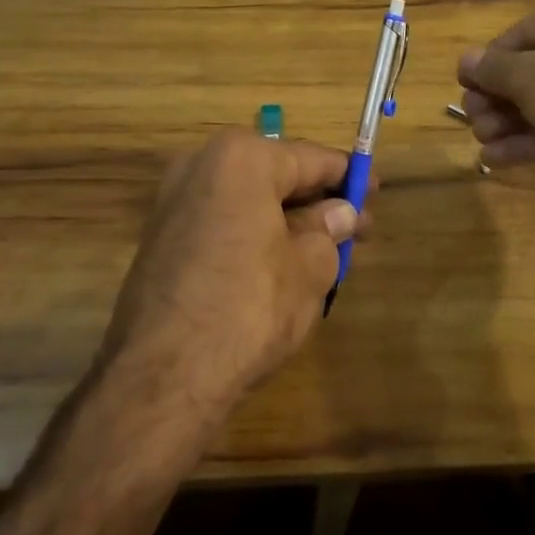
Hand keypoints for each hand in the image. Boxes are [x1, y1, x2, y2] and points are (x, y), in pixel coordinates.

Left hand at [103, 130, 365, 412]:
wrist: (162, 376)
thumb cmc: (249, 306)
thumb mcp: (309, 267)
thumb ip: (328, 231)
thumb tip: (340, 214)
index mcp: (241, 158)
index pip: (309, 158)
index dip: (348, 176)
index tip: (374, 191)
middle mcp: (201, 165)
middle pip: (275, 176)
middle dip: (316, 201)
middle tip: (355, 226)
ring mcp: (174, 201)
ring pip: (247, 200)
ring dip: (285, 220)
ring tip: (323, 250)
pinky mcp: (160, 238)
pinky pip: (222, 222)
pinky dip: (254, 234)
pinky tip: (279, 264)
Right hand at [458, 0, 534, 237]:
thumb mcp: (534, 79)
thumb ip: (495, 69)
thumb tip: (465, 59)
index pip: (521, 33)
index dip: (488, 60)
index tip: (463, 85)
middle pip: (531, 69)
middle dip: (496, 96)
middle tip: (472, 119)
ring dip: (507, 121)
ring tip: (481, 141)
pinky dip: (529, 141)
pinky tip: (496, 159)